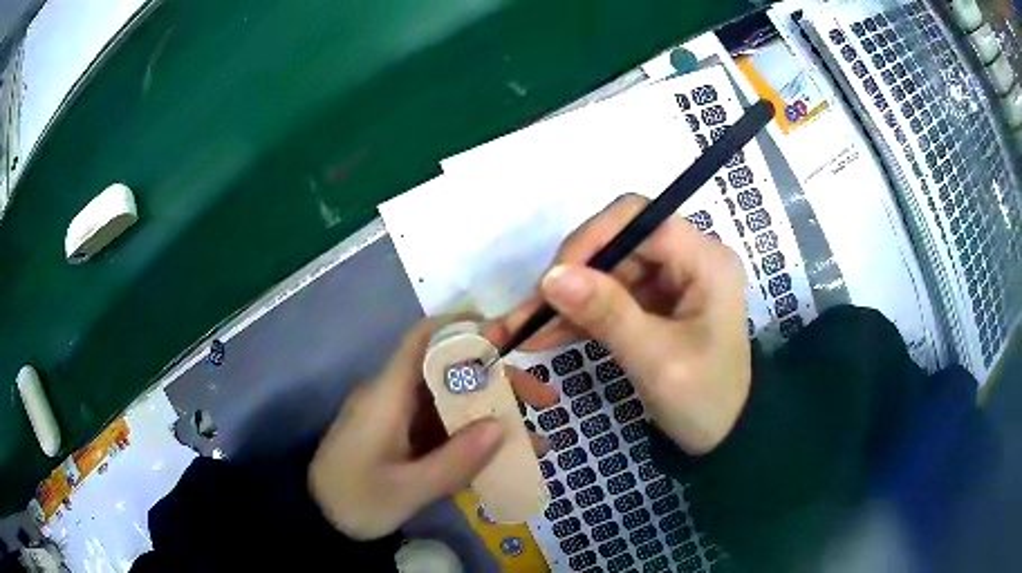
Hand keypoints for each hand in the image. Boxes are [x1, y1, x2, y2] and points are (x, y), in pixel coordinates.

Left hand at [308, 318, 556, 539]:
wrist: (319, 518)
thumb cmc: (355, 500)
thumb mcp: (406, 490)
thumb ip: (455, 461)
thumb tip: (504, 427)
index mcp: (387, 396)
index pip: (423, 340)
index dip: (463, 328)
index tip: (509, 334)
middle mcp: (395, 397)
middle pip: (451, 373)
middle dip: (499, 381)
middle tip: (544, 400)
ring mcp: (400, 419)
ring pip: (453, 403)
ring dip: (494, 414)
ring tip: (538, 439)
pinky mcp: (404, 438)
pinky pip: (445, 428)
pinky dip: (475, 437)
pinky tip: (506, 456)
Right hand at [504, 194, 750, 455]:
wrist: (726, 435)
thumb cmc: (704, 400)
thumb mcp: (656, 360)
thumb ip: (607, 314)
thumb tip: (550, 277)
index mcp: (705, 260)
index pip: (640, 219)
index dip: (592, 239)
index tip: (552, 278)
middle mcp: (690, 258)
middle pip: (618, 244)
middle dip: (571, 276)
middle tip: (529, 312)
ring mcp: (672, 281)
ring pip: (608, 271)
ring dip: (567, 299)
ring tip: (525, 329)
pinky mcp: (657, 303)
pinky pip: (611, 296)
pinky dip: (579, 315)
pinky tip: (544, 336)